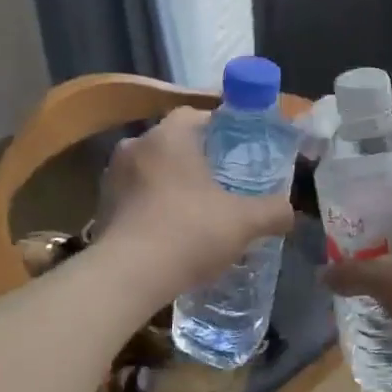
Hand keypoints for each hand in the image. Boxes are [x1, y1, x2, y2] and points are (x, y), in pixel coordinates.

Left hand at [95, 107, 293, 302]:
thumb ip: (273, 211)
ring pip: (152, 171)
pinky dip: (153, 207)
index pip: (196, 115)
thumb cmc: (188, 232)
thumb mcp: (244, 222)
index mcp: (168, 136)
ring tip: (198, 210)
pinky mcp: (102, 208)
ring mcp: (112, 178)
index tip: (238, 150)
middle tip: (223, 182)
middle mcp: (135, 146)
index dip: (220, 129)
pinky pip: (135, 197)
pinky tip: (171, 232)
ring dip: (172, 184)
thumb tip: (289, 211)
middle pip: (173, 143)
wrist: (127, 276)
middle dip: (197, 160)